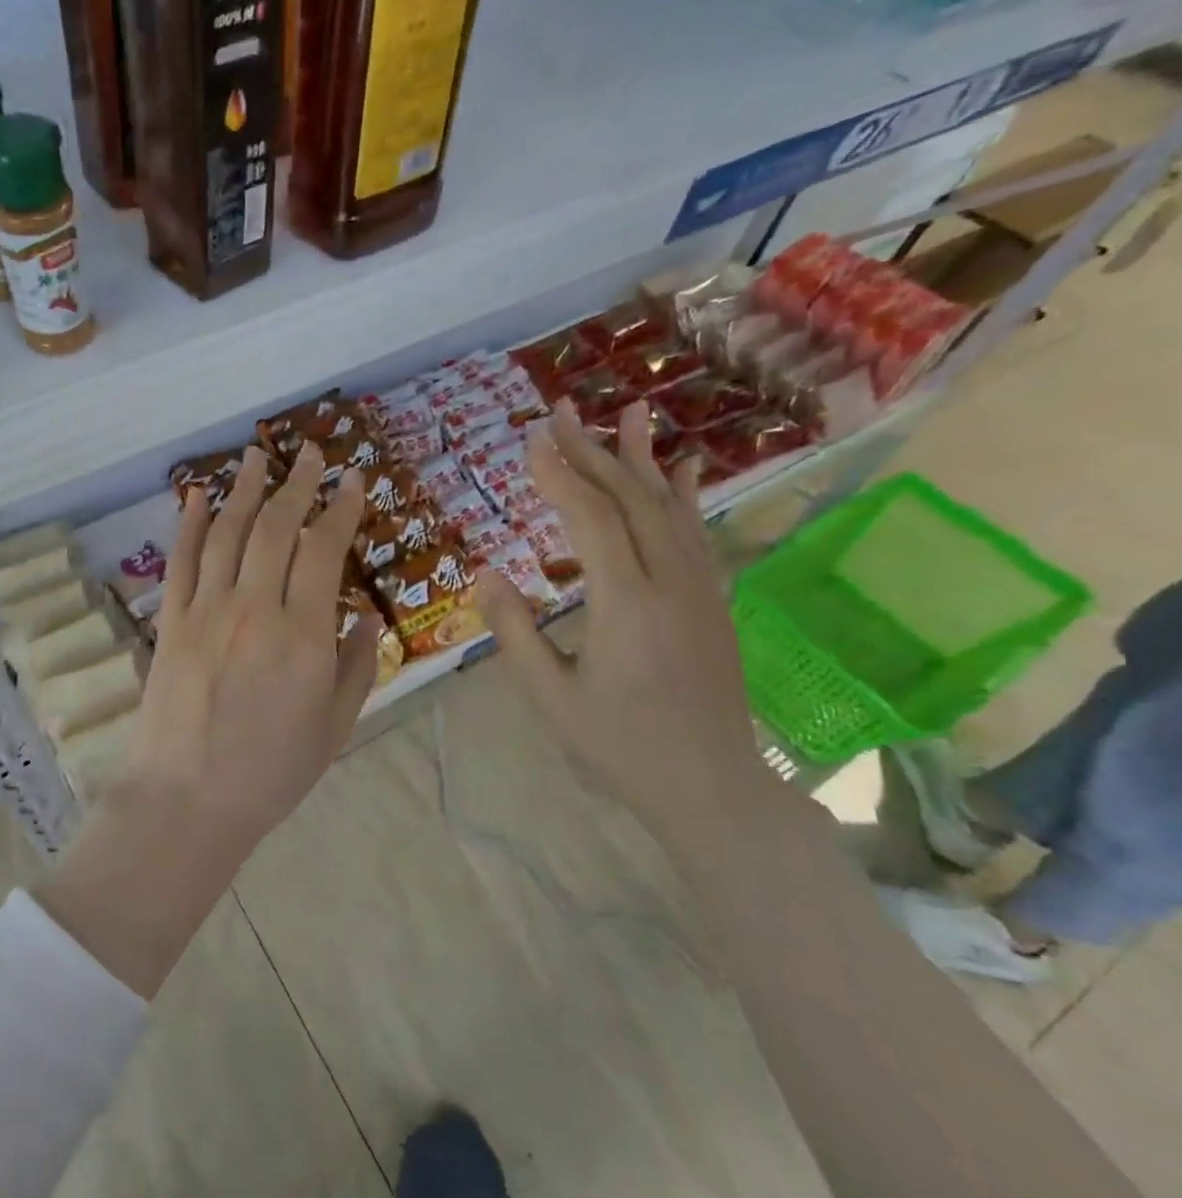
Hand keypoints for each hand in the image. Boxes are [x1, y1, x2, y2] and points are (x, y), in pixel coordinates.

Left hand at [117, 442, 379, 855]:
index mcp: (303, 636)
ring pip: (228, 533)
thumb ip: (356, 667)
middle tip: (311, 452)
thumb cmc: (271, 772)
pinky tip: (197, 496)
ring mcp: (206, 611)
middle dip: (298, 483)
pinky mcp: (170, 622)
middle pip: (276, 528)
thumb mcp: (335, 727)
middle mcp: (255, 609)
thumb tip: (363, 618)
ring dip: (245, 489)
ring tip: (257, 456)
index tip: (353, 480)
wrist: (188, 801)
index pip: (325, 550)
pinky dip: (189, 524)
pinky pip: (181, 561)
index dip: (341, 509)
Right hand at [473, 402, 772, 835]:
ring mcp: (700, 588)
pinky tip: (681, 469)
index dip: (559, 475)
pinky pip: (696, 534)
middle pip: (631, 500)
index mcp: (626, 604)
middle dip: (593, 451)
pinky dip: (684, 496)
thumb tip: (486, 573)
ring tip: (631, 413)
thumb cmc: (618, 746)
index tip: (531, 440)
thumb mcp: (551, 696)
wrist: (710, 786)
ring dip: (643, 459)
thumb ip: (515, 631)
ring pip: (670, 508)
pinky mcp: (713, 600)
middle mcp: (670, 582)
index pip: (591, 520)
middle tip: (562, 411)